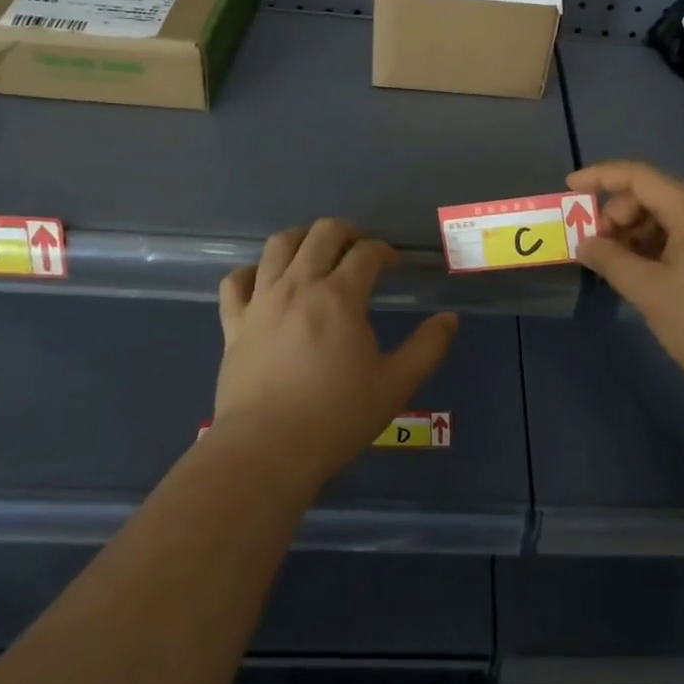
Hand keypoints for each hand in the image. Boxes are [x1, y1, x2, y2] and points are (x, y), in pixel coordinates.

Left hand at [214, 219, 457, 484]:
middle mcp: (299, 285)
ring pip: (278, 245)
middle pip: (322, 232)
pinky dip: (253, 272)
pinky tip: (266, 282)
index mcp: (340, 296)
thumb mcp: (395, 385)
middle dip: (348, 233)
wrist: (266, 450)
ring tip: (316, 254)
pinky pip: (237, 281)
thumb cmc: (336, 417)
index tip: (395, 266)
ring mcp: (262, 301)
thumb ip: (427, 347)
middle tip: (361, 251)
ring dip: (303, 239)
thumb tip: (449, 319)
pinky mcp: (234, 322)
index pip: (367, 252)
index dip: (385, 252)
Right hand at [570, 159, 683, 413]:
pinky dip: (659, 247)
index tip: (568, 189)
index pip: (639, 176)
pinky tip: (647, 275)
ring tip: (620, 268)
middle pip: (654, 195)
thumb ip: (611, 260)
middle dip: (619, 215)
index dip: (600, 177)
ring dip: (638, 234)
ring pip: (670, 217)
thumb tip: (584, 243)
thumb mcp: (649, 292)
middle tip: (597, 249)